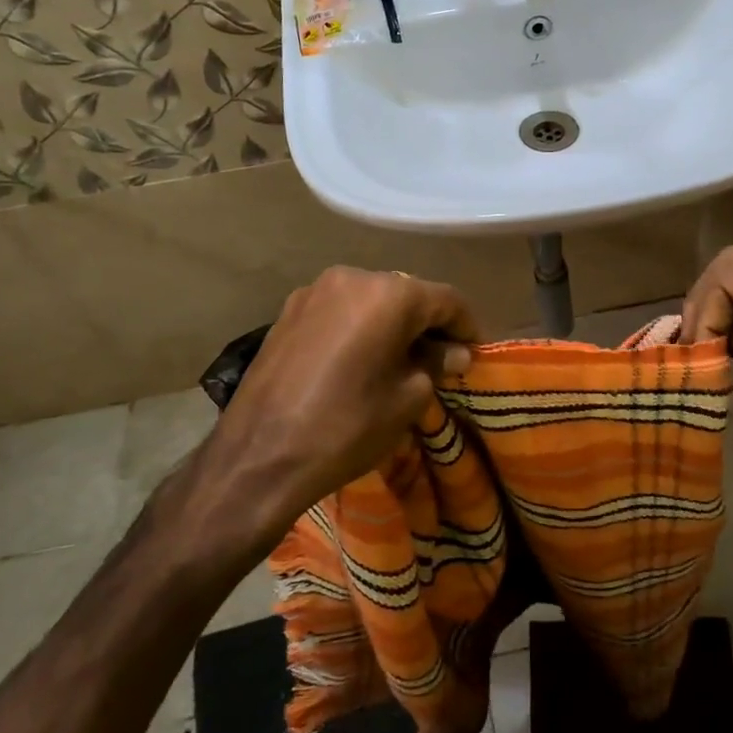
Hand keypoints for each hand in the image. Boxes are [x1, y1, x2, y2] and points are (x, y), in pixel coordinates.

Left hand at [197, 267, 478, 539]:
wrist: (259, 454)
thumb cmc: (346, 426)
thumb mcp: (406, 399)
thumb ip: (435, 365)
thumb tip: (454, 353)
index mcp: (389, 294)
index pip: (446, 300)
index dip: (466, 326)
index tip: (473, 353)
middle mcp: (352, 277)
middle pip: (406, 294)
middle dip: (427, 324)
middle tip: (439, 360)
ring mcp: (314, 291)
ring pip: (370, 300)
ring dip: (390, 324)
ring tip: (397, 361)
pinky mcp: (287, 311)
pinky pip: (339, 311)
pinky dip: (358, 328)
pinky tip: (358, 360)